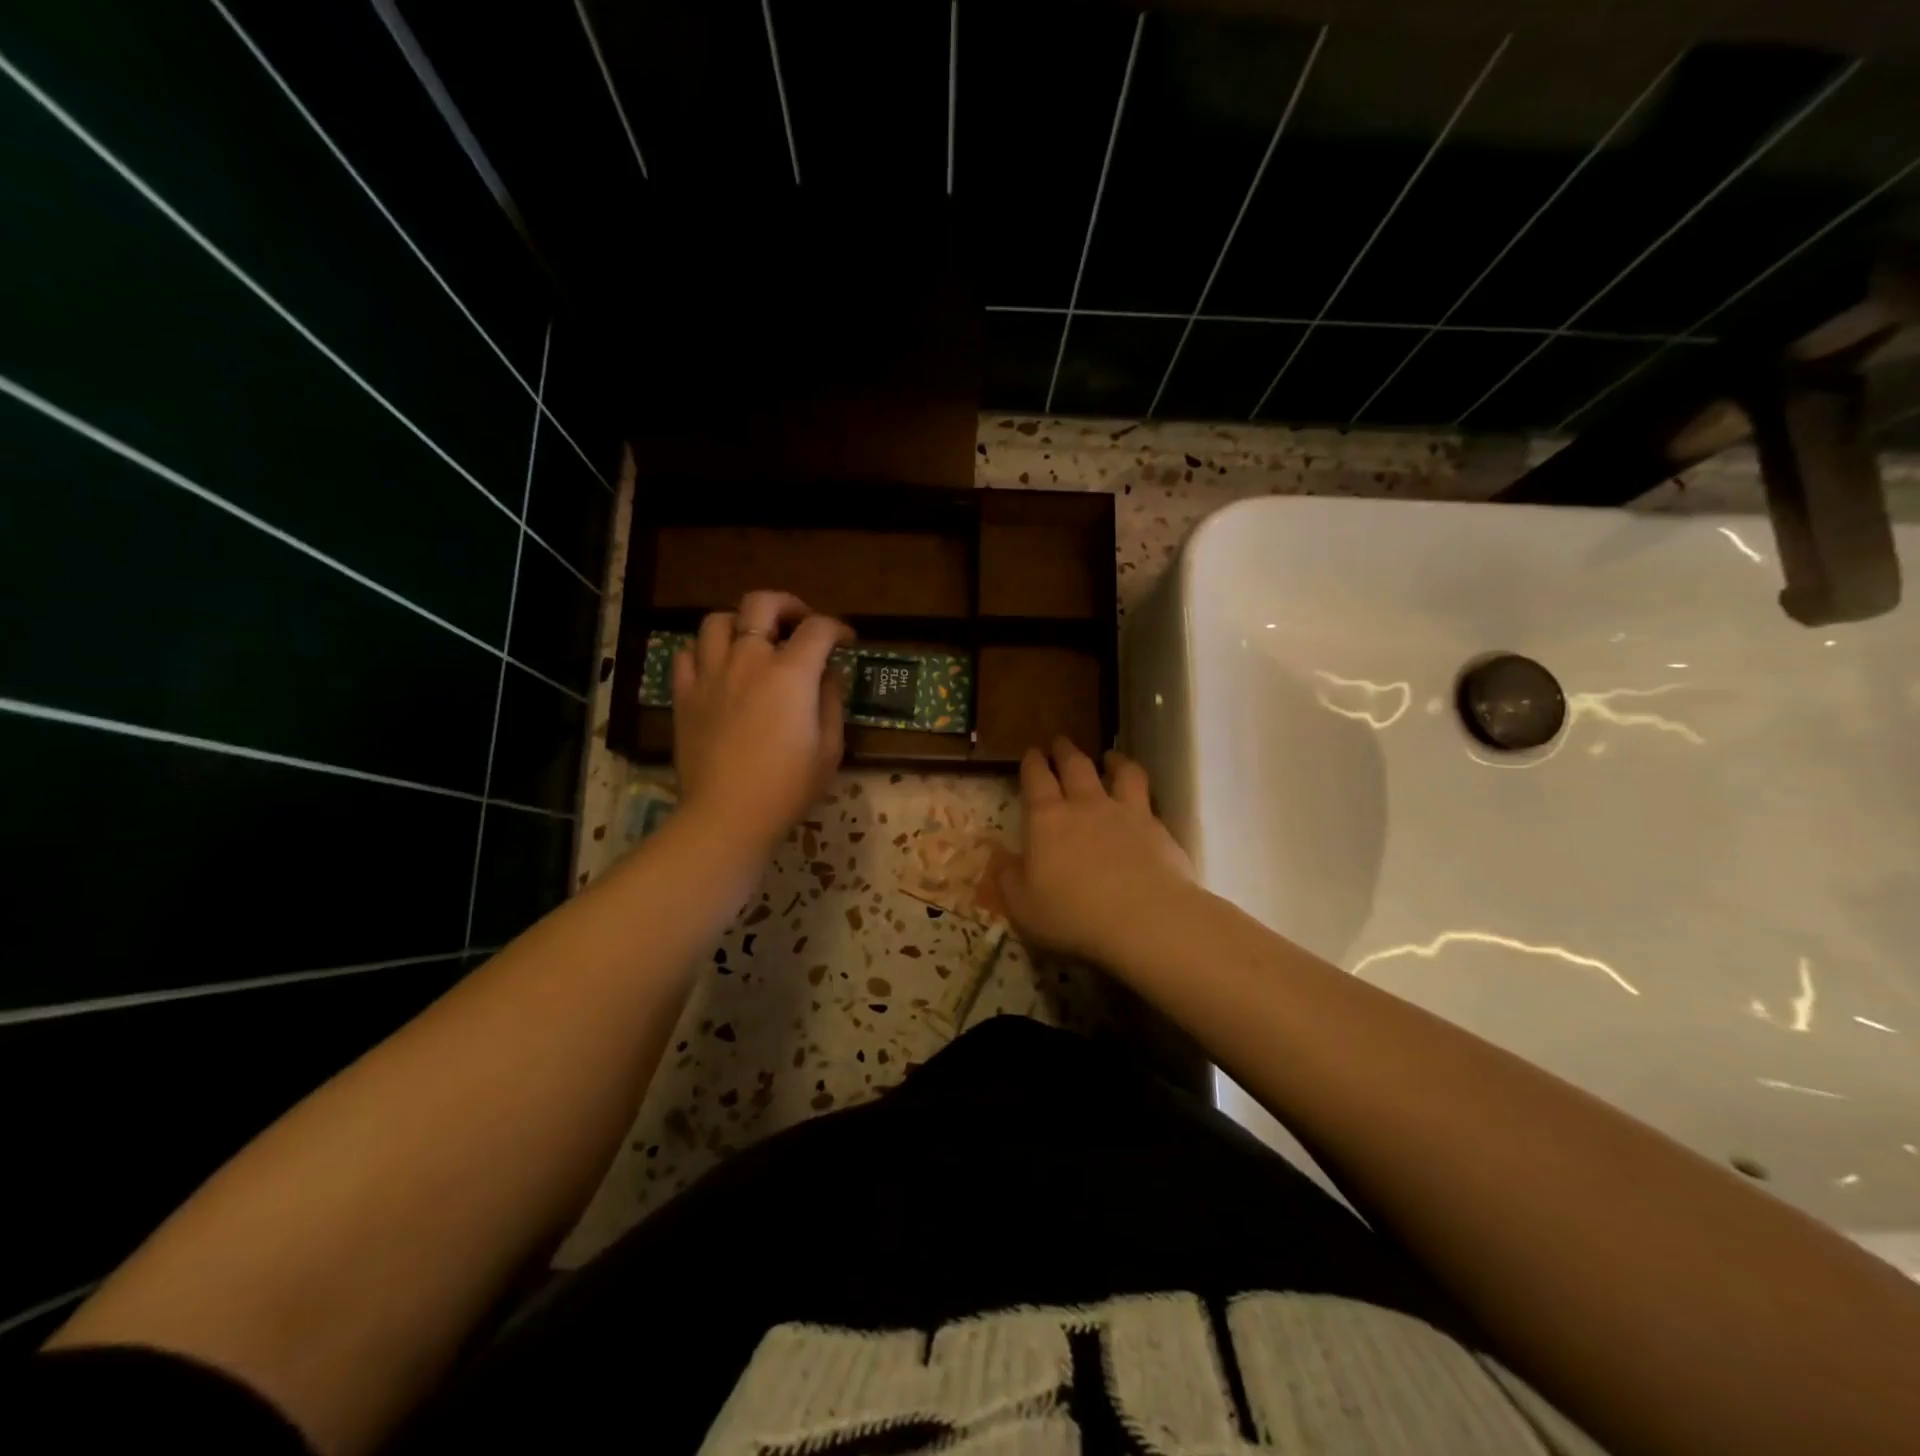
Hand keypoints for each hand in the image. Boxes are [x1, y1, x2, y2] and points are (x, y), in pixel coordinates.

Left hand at [672, 591, 853, 853]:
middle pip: (761, 603)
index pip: (818, 629)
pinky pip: (687, 654)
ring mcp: (710, 674)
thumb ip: (831, 701)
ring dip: (741, 623)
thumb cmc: (788, 787)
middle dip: (788, 604)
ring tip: (754, 641)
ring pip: (717, 621)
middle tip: (800, 623)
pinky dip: (705, 652)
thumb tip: (826, 674)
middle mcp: (748, 660)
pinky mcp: (684, 695)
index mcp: (791, 673)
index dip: (838, 628)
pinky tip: (719, 669)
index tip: (846, 641)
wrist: (727, 815)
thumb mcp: (830, 748)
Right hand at [998, 738, 1195, 963]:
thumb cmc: (1072, 914)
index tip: (1032, 752)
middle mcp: (1086, 806)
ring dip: (1113, 760)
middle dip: (1065, 751)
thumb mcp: (1022, 906)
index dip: (1032, 763)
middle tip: (1061, 742)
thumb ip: (1008, 878)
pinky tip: (1143, 801)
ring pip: (1121, 773)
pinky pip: (1148, 799)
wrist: (1145, 919)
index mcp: (1046, 819)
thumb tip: (999, 858)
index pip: (1036, 779)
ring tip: (1110, 756)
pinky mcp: (1158, 829)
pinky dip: (1142, 793)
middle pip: (1075, 766)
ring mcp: (1126, 813)